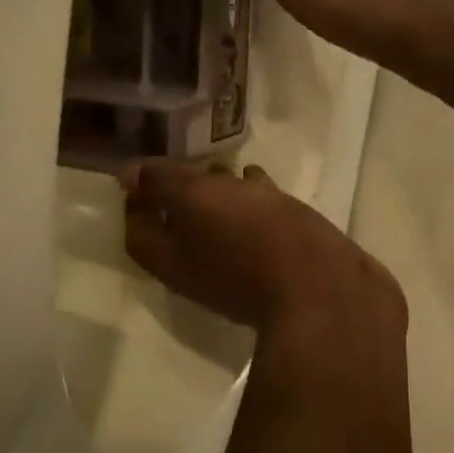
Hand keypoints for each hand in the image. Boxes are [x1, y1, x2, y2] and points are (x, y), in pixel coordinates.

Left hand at [121, 160, 403, 331]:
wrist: (325, 292)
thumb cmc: (255, 240)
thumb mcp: (200, 201)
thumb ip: (164, 184)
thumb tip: (128, 176)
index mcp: (173, 260)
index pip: (138, 231)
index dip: (135, 200)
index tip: (145, 170)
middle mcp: (201, 272)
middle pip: (179, 232)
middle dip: (181, 195)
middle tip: (190, 160)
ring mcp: (242, 273)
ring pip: (221, 229)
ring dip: (220, 198)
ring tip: (228, 163)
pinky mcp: (279, 269)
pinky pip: (257, 230)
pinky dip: (254, 204)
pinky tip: (266, 184)